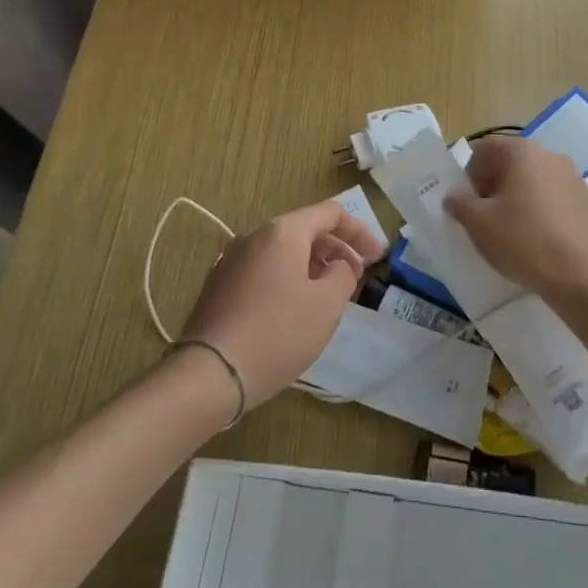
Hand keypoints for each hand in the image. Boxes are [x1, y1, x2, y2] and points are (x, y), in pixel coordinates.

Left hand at [179, 200, 384, 407]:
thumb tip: (340, 266)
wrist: (209, 374)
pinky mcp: (219, 287)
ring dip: (313, 265)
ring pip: (283, 252)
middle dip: (336, 249)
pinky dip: (288, 279)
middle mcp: (254, 236)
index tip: (378, 257)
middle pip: (305, 230)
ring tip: (329, 294)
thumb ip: (344, 275)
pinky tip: (295, 309)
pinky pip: (264, 271)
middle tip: (357, 276)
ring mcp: (231, 260)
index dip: (360, 232)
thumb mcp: (327, 304)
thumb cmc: (277, 332)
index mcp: (282, 231)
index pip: (330, 213)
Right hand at [443, 135, 587, 305]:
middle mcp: (548, 154)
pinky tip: (537, 237)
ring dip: (517, 196)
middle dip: (493, 185)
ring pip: (533, 179)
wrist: (580, 275)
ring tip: (512, 230)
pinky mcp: (586, 199)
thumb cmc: (522, 240)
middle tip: (486, 217)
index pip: (484, 149)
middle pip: (510, 162)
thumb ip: (459, 203)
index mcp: (521, 151)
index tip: (469, 203)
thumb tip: (455, 195)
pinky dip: (540, 208)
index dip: (470, 174)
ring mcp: (572, 176)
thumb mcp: (478, 224)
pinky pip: (553, 195)